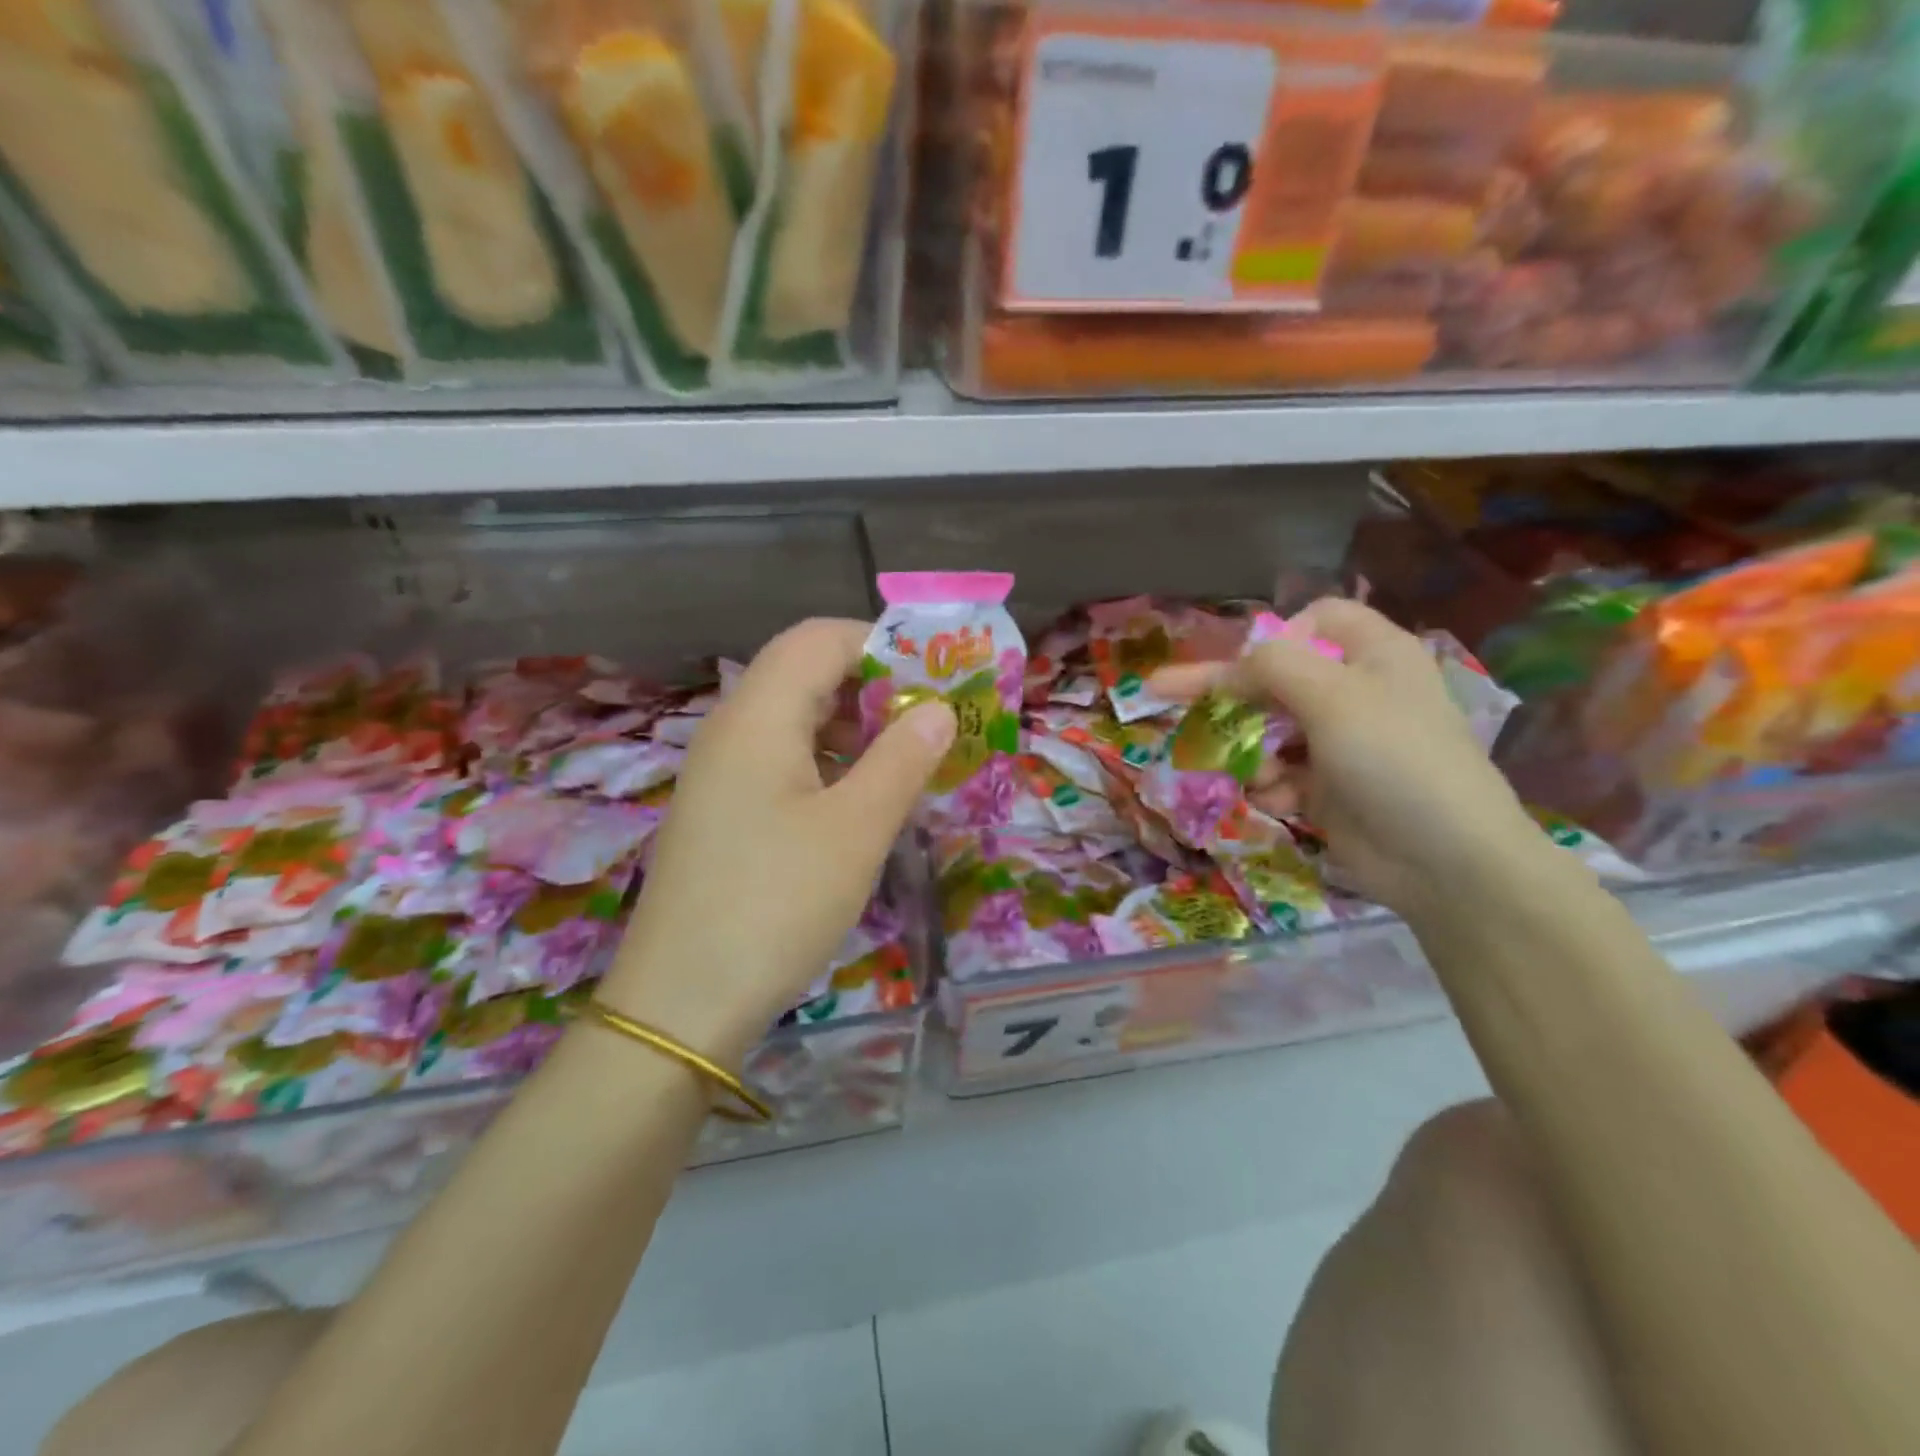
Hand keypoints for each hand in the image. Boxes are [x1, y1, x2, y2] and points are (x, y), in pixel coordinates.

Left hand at [601, 619, 954, 1062]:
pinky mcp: (722, 812)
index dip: (880, 644)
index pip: (819, 638)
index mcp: (758, 717)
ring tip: (906, 761)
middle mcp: (731, 731)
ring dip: (852, 727)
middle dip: (873, 685)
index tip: (935, 679)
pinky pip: (780, 761)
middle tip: (930, 722)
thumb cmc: (775, 904)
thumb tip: (939, 709)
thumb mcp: (856, 830)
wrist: (680, 1004)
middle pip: (804, 673)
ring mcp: (720, 774)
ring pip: (793, 720)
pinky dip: (827, 763)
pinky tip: (858, 802)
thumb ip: (902, 758)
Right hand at [1150, 600, 1540, 921]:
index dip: (1278, 635)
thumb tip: (1234, 663)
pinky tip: (1279, 803)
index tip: (1249, 666)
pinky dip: (1271, 786)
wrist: (1446, 861)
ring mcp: (1342, 743)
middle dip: (1231, 695)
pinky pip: (1280, 773)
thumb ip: (1272, 666)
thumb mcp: (1332, 698)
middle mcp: (1356, 692)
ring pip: (1269, 728)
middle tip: (1164, 693)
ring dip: (1252, 749)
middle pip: (1277, 676)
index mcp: (1373, 654)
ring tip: (1260, 776)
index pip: (1316, 620)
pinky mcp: (1329, 788)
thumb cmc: (1394, 761)